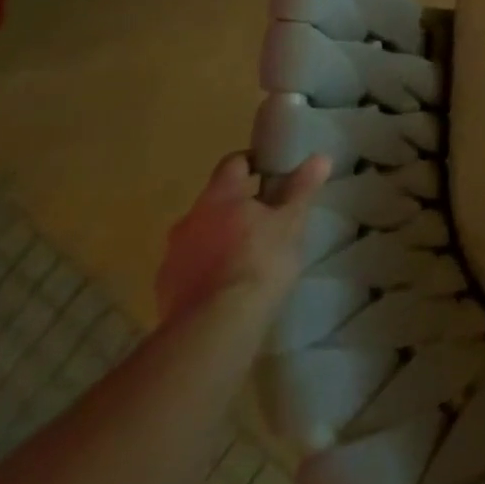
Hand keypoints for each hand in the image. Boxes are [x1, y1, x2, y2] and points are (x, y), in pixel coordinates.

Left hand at [155, 152, 330, 324]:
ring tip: (249, 256)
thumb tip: (320, 157)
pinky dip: (208, 269)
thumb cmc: (260, 262)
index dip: (253, 162)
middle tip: (268, 219)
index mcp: (219, 196)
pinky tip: (228, 286)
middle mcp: (189, 219)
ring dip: (221, 239)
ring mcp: (172, 255)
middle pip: (216, 201)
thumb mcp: (291, 222)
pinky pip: (190, 268)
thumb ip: (302, 188)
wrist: (215, 326)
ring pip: (201, 235)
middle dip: (239, 206)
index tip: (273, 172)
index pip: (233, 163)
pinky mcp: (165, 290)